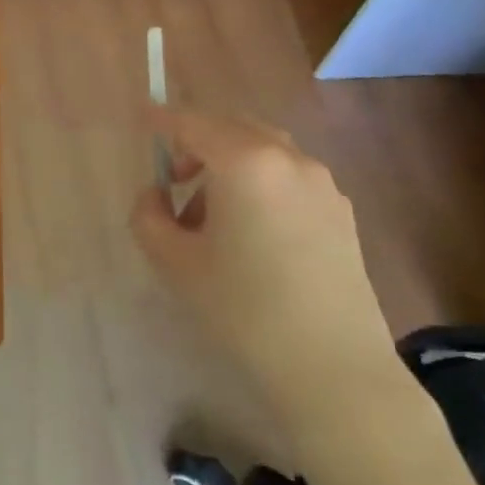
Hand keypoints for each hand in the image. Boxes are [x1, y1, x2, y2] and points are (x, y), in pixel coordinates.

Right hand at [130, 107, 410, 454]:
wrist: (334, 367)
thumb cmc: (243, 308)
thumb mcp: (174, 262)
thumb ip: (148, 215)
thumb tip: (156, 194)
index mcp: (245, 162)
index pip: (193, 123)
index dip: (163, 119)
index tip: (143, 117)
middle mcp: (288, 160)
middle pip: (233, 128)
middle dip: (198, 143)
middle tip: (175, 180)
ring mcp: (322, 185)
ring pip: (264, 152)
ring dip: (230, 166)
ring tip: (211, 218)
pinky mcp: (342, 213)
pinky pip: (289, 178)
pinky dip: (260, 185)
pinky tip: (252, 234)